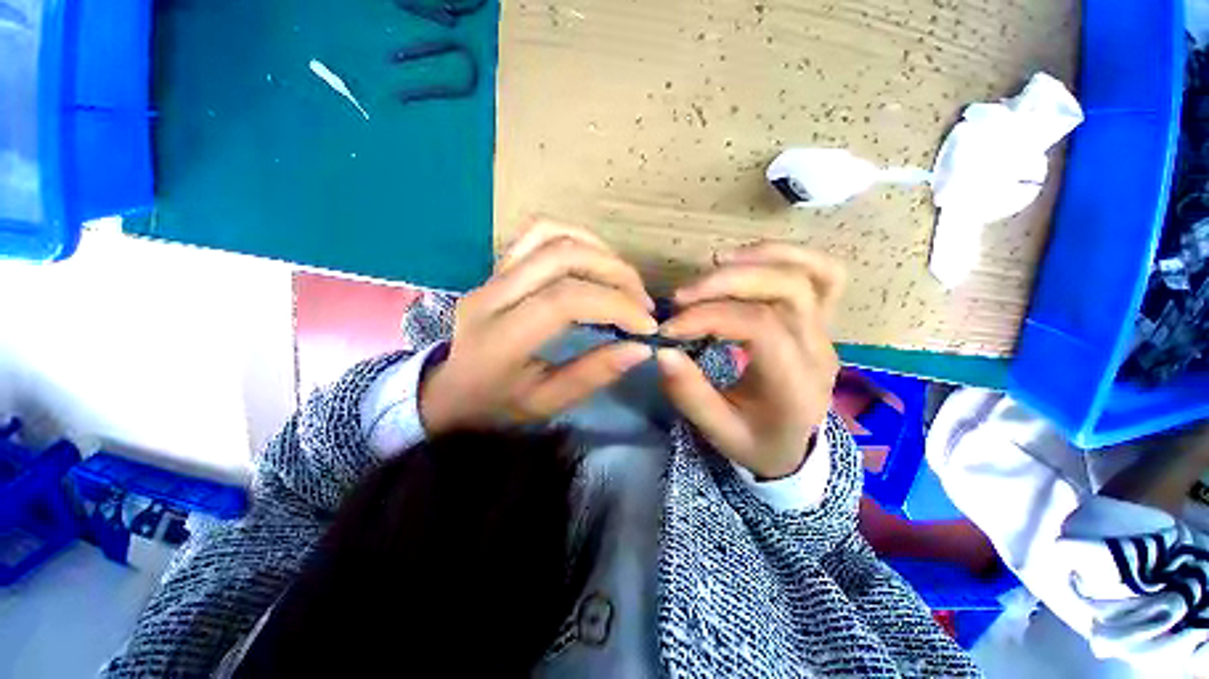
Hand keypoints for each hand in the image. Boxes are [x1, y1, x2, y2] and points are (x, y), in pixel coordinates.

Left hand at [420, 221, 656, 432]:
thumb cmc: (495, 405)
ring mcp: (492, 275)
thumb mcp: (545, 403)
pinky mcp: (497, 267)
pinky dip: (575, 237)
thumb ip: (592, 375)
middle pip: (562, 258)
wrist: (448, 391)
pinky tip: (596, 258)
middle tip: (642, 303)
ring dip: (600, 253)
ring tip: (625, 281)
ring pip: (552, 236)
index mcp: (500, 338)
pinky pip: (537, 233)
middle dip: (616, 275)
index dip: (615, 305)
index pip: (565, 301)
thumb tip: (640, 348)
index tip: (646, 326)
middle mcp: (492, 296)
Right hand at [656, 243, 844, 479]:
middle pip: (787, 290)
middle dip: (727, 283)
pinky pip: (823, 273)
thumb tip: (663, 351)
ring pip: (809, 273)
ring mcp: (826, 329)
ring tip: (713, 264)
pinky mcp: (821, 318)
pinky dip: (786, 255)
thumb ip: (690, 394)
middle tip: (682, 296)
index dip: (710, 317)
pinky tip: (746, 258)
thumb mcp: (718, 430)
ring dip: (756, 260)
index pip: (760, 327)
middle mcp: (817, 349)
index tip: (671, 328)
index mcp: (794, 384)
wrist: (793, 446)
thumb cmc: (754, 441)